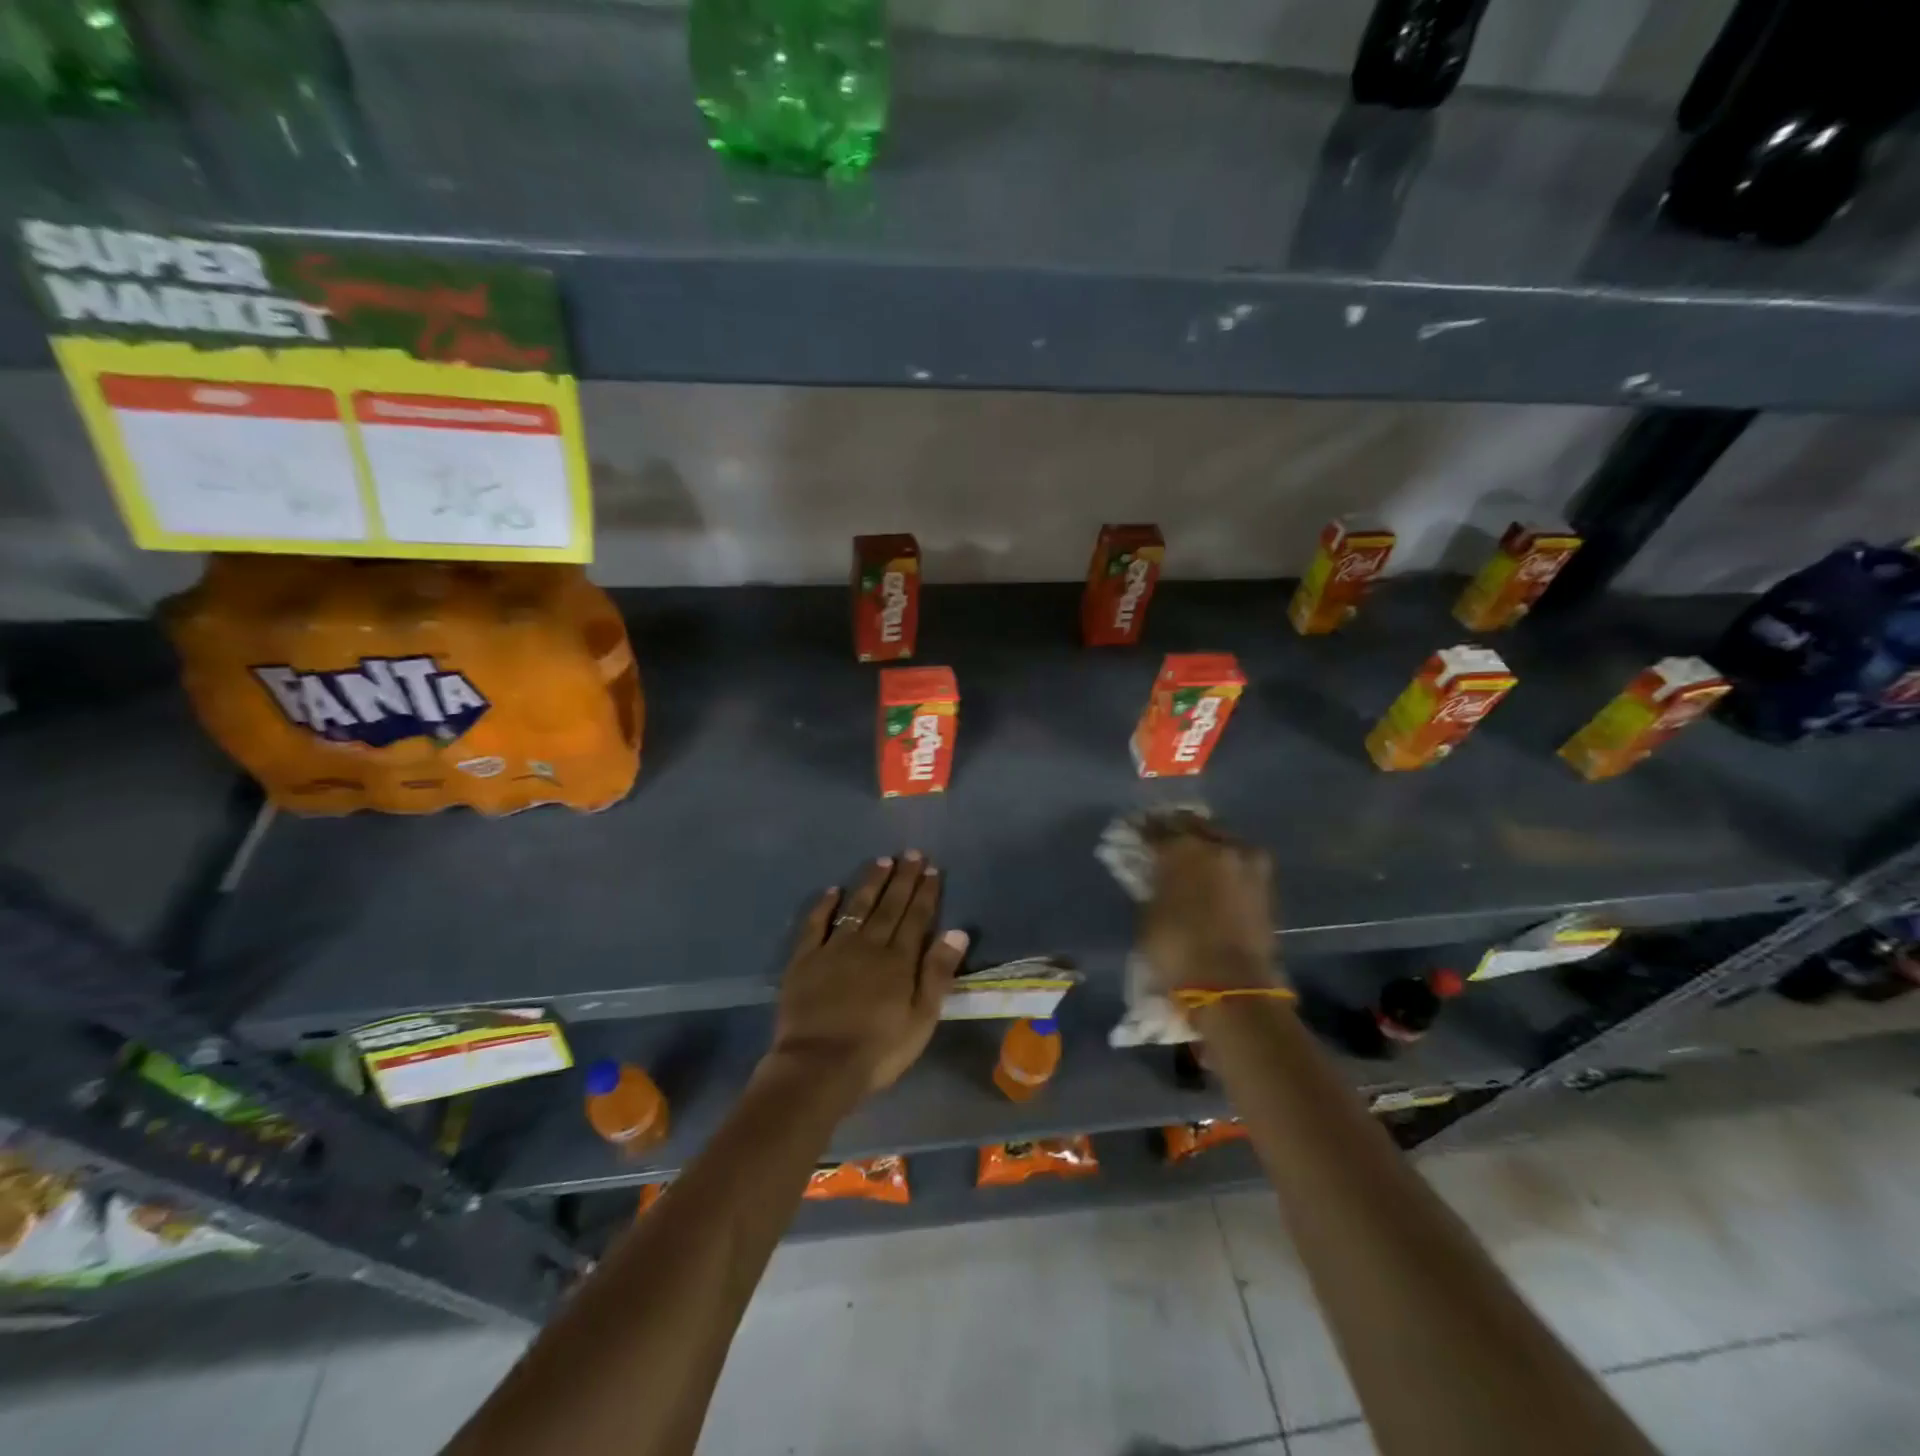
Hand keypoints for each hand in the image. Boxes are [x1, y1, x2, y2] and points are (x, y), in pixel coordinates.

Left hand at [765, 852, 969, 1097]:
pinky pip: (815, 924)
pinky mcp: (805, 959)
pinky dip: (824, 905)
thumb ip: (938, 973)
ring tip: (881, 861)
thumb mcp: (921, 1019)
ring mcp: (834, 949)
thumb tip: (957, 931)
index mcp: (899, 960)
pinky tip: (832, 890)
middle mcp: (869, 945)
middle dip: (902, 878)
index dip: (925, 892)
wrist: (819, 1066)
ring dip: (870, 883)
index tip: (931, 869)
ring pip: (856, 907)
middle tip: (911, 853)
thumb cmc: (878, 1049)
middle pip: (889, 905)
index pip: (917, 917)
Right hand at [1137, 815, 1280, 997]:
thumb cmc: (1177, 949)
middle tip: (1164, 837)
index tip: (1133, 831)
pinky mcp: (1265, 882)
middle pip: (1193, 825)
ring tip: (1191, 854)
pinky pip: (1238, 858)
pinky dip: (1224, 860)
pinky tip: (1214, 871)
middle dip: (1177, 829)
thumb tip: (1154, 872)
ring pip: (1220, 839)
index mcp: (1183, 848)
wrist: (1232, 985)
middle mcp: (1217, 845)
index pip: (1156, 828)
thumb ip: (1153, 883)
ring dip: (1204, 842)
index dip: (1143, 830)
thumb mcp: (1148, 914)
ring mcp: (1246, 861)